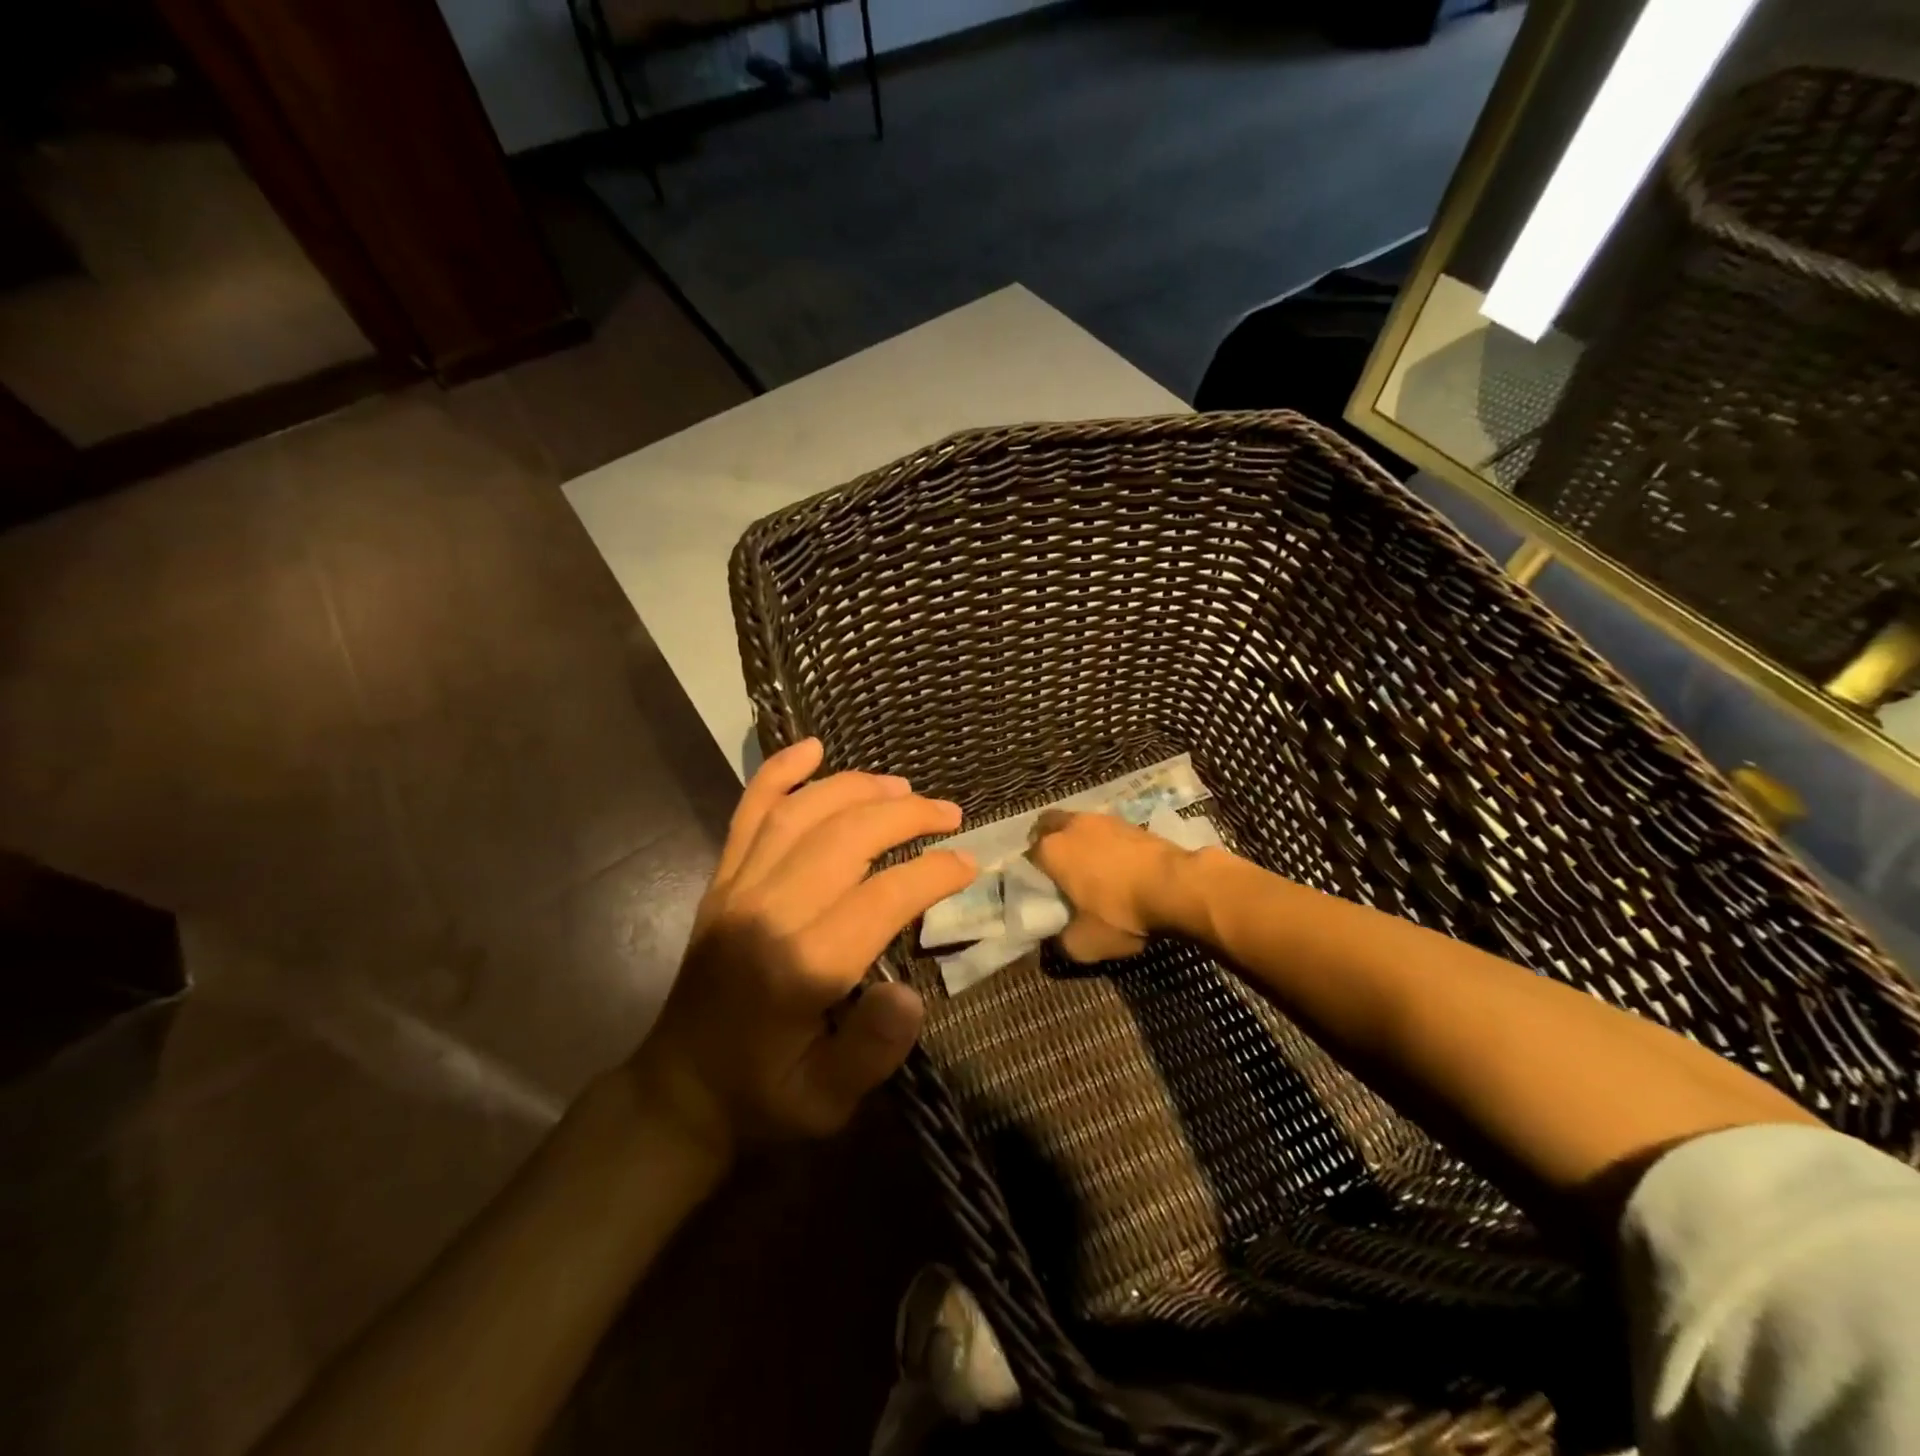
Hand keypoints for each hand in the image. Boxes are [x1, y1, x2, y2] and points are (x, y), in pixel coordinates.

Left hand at [633, 739, 974, 1160]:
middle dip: (905, 815)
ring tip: (901, 786)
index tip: (966, 864)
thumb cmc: (764, 1097)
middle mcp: (767, 912)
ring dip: (856, 788)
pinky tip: (811, 747)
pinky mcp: (720, 881)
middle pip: (844, 837)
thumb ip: (872, 1051)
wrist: (678, 1093)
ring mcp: (737, 889)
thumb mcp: (826, 1102)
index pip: (881, 896)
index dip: (932, 873)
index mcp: (801, 966)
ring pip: (800, 812)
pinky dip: (778, 773)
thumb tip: (911, 991)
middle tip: (948, 812)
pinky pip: (747, 813)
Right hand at [1027, 809, 1189, 962]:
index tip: (1040, 890)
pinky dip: (1106, 844)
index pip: (1028, 855)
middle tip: (1057, 870)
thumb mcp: (1085, 943)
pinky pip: (1107, 831)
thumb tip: (1054, 942)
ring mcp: (1104, 819)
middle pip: (1049, 826)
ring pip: (1079, 825)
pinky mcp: (1132, 822)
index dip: (1031, 873)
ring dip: (1079, 841)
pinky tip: (1117, 866)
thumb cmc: (1121, 912)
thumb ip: (1061, 942)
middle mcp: (1073, 826)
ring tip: (1090, 868)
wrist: (1177, 887)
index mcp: (1052, 850)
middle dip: (1048, 842)